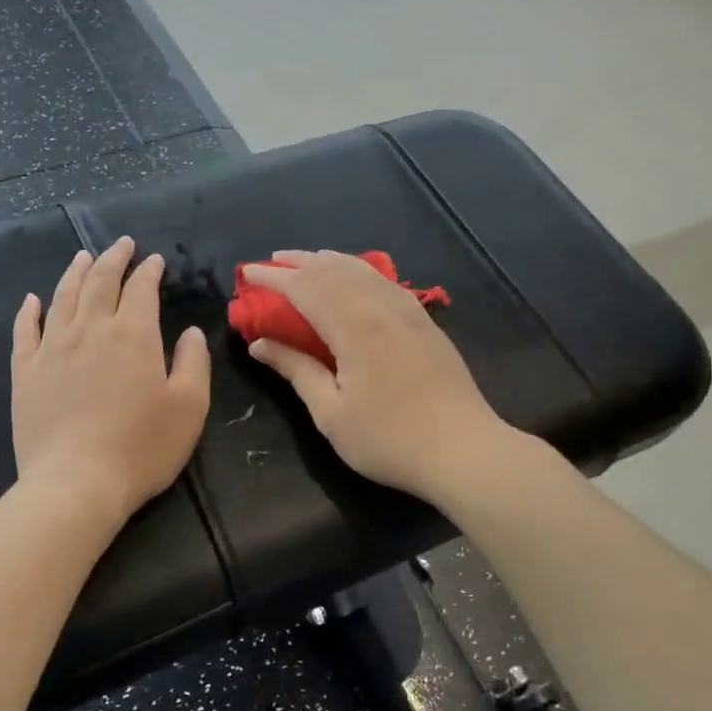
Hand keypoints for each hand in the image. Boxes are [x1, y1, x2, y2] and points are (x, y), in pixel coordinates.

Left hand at [12, 237, 210, 524]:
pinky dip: (29, 311)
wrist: (76, 483)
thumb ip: (194, 362)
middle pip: (100, 282)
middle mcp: (90, 330)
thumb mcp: (189, 406)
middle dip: (113, 259)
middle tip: (121, 244)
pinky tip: (32, 300)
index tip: (154, 260)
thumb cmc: (141, 447)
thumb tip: (190, 331)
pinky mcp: (25, 373)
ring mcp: (52, 349)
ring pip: (63, 297)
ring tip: (82, 257)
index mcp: (133, 335)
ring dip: (75, 273)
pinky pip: (25, 331)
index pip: (141, 289)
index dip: (149, 271)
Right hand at [245, 250, 507, 501]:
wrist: (464, 450)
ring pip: (363, 271)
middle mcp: (380, 307)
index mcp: (353, 327)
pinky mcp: (425, 322)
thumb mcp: (331, 412)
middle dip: (300, 262)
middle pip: (334, 270)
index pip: (305, 288)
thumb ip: (296, 370)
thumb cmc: (389, 439)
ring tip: (308, 261)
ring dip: (330, 261)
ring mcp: (408, 312)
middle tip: (272, 261)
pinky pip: (385, 282)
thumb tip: (260, 344)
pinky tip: (356, 278)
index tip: (248, 273)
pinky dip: (360, 271)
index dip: (273, 278)